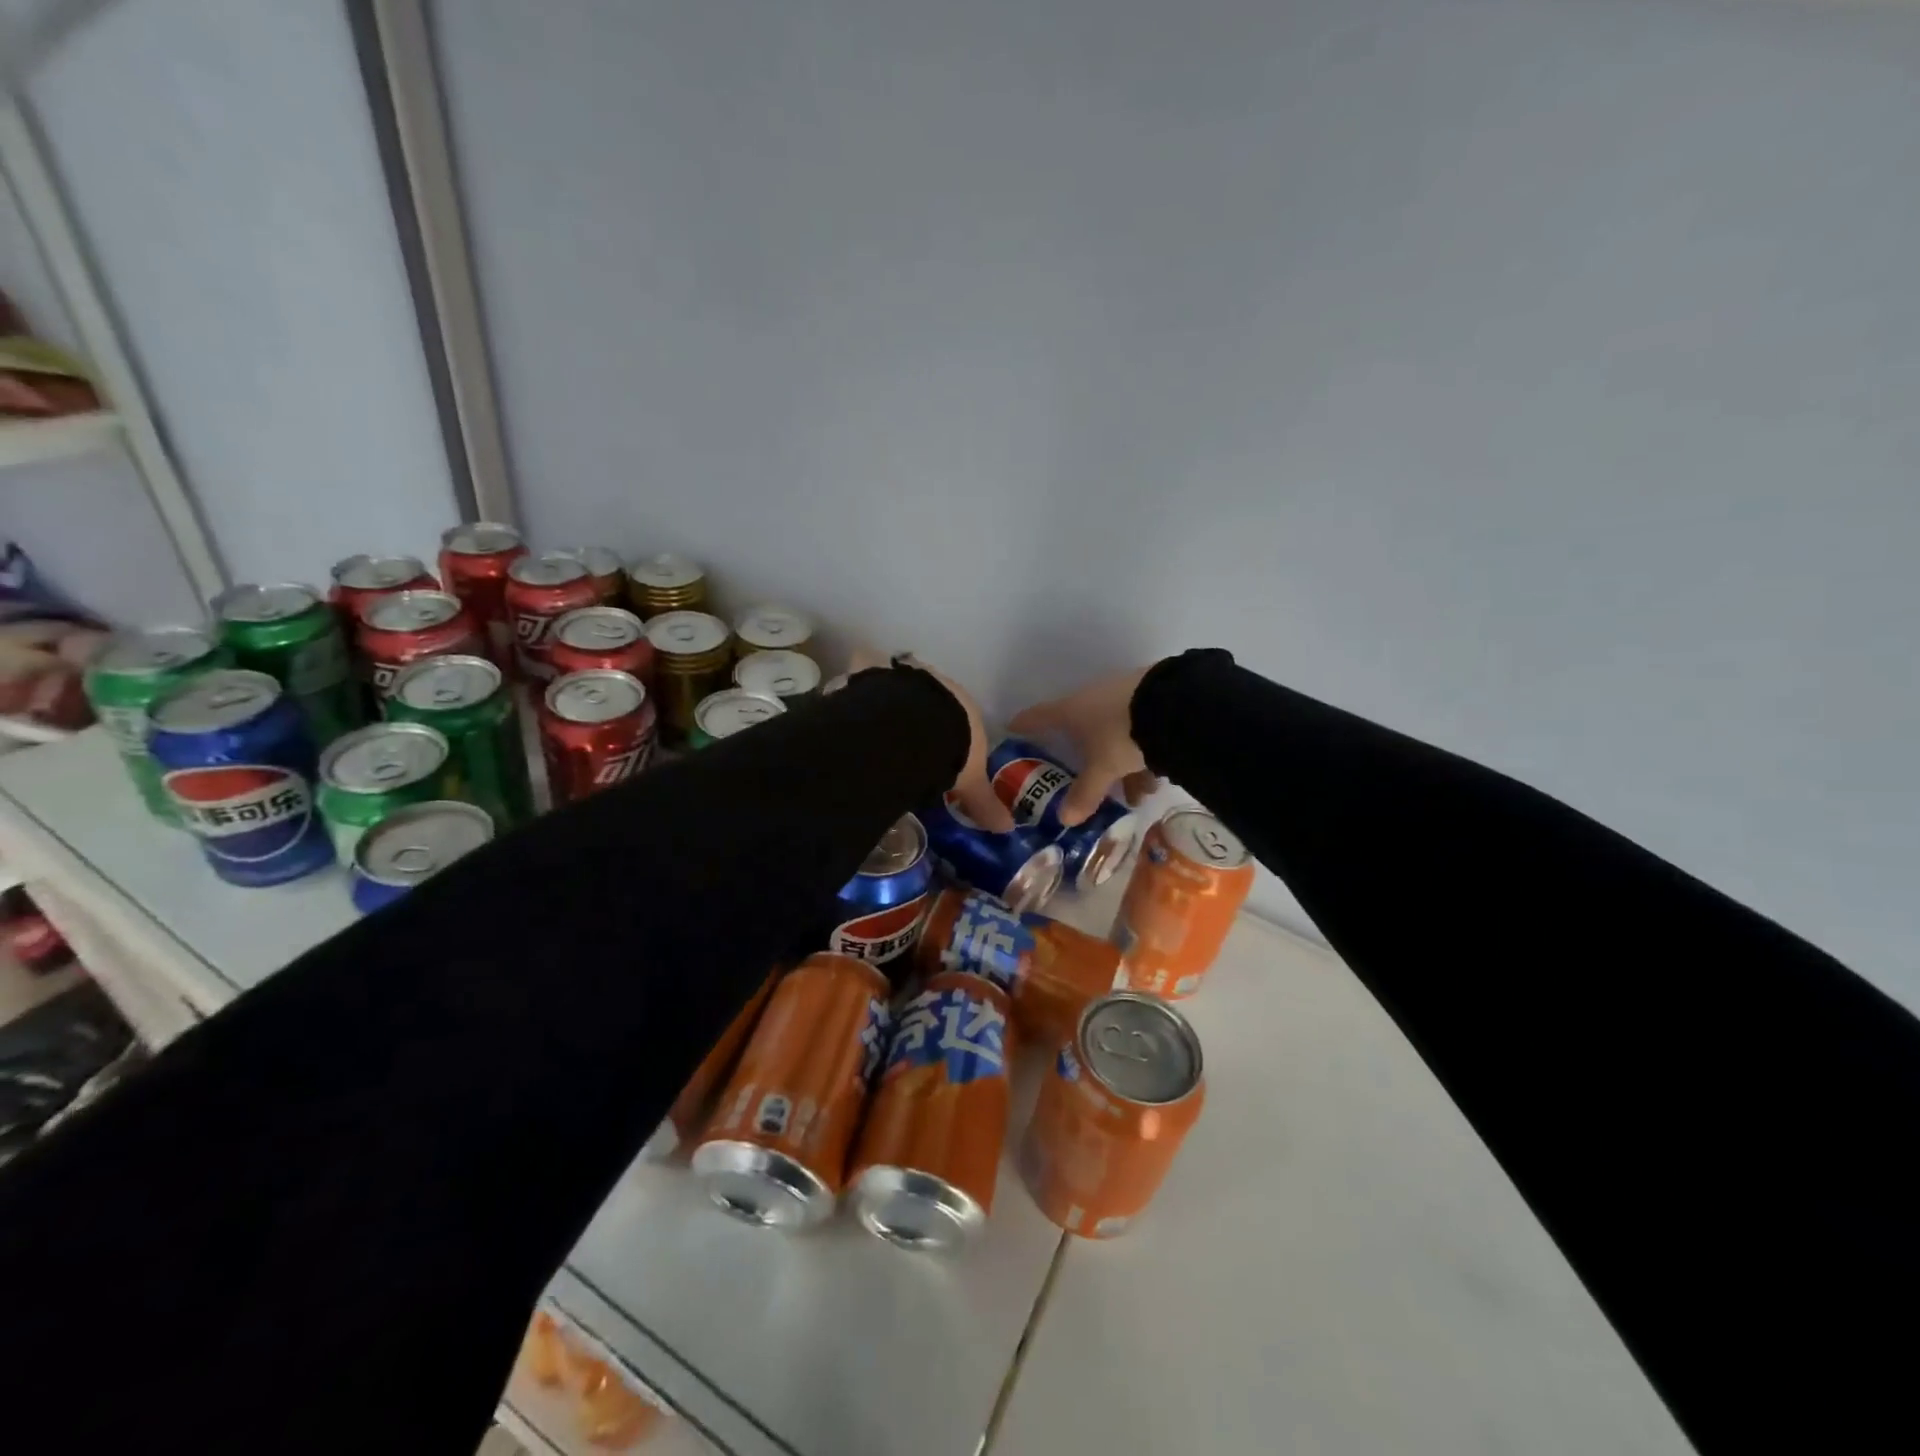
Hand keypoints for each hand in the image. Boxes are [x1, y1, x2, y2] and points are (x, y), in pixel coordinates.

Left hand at [843, 649, 1015, 832]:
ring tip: (880, 737)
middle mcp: (938, 686)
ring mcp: (907, 677)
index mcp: (964, 707)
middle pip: (930, 704)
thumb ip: (984, 802)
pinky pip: (869, 682)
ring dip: (893, 710)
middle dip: (920, 723)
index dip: (951, 737)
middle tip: (907, 749)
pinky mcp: (877, 675)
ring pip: (901, 693)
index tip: (940, 755)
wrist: (913, 726)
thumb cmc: (951, 750)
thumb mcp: (970, 782)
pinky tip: (856, 715)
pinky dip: (863, 695)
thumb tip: (1007, 827)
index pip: (961, 720)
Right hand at [1010, 667, 1158, 826]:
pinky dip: (1142, 754)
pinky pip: (1138, 731)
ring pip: (1114, 734)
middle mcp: (1093, 698)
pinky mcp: (1151, 698)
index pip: (1040, 716)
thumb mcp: (1103, 768)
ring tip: (1136, 795)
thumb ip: (1085, 793)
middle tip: (1091, 782)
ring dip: (1122, 765)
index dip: (1025, 723)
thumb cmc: (1122, 734)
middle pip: (1081, 729)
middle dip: (1087, 759)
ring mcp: (1123, 695)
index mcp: (1072, 709)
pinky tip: (1156, 779)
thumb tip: (1064, 821)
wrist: (1174, 704)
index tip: (1012, 726)